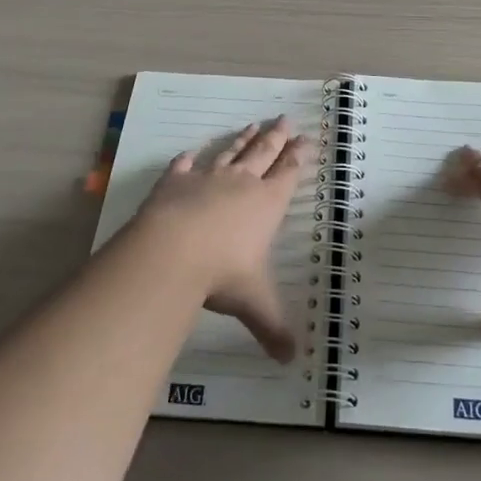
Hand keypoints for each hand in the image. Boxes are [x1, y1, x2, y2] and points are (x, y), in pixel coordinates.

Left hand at [135, 117, 313, 361]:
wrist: (173, 250)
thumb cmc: (223, 273)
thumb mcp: (254, 303)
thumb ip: (273, 328)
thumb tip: (293, 361)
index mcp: (266, 204)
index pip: (288, 174)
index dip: (298, 157)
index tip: (306, 138)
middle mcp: (241, 183)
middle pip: (263, 153)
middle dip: (276, 137)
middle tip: (285, 119)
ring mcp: (207, 178)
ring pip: (230, 152)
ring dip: (242, 139)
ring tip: (251, 124)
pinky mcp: (175, 181)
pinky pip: (184, 166)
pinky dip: (189, 159)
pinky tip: (191, 153)